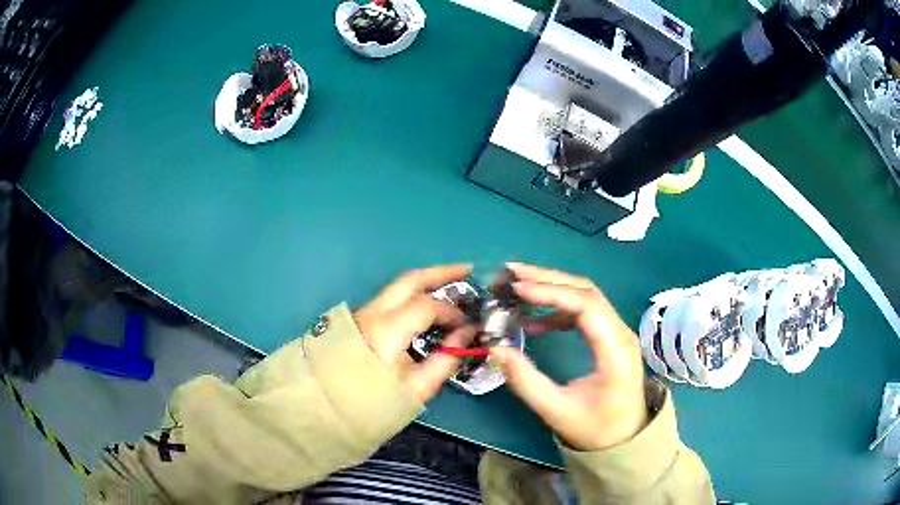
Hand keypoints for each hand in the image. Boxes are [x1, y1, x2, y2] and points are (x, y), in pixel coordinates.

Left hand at [354, 264, 475, 403]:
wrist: (334, 406)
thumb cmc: (377, 400)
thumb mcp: (418, 387)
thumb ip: (446, 359)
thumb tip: (466, 333)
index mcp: (387, 329)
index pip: (427, 305)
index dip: (452, 312)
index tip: (467, 325)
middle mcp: (374, 311)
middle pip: (410, 279)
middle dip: (442, 272)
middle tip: (468, 270)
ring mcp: (365, 311)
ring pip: (399, 285)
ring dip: (427, 280)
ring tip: (454, 281)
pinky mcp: (362, 317)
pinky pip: (393, 296)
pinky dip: (415, 292)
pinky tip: (429, 300)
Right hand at [491, 262, 647, 451]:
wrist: (624, 438)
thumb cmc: (594, 428)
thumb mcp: (556, 411)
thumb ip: (525, 381)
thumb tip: (496, 348)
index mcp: (614, 352)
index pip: (587, 307)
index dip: (552, 293)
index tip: (517, 289)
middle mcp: (621, 334)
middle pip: (587, 292)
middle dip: (548, 279)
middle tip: (511, 272)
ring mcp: (618, 333)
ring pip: (587, 296)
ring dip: (553, 287)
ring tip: (519, 286)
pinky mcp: (611, 337)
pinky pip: (586, 311)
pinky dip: (559, 307)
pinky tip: (535, 320)